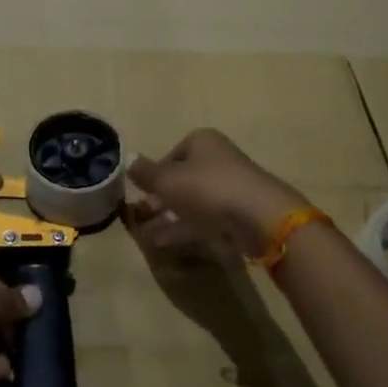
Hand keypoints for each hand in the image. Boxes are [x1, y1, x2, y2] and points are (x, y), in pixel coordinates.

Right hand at [127, 128, 309, 258]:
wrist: (260, 217)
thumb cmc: (208, 188)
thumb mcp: (168, 180)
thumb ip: (145, 173)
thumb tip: (127, 158)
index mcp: (201, 141)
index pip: (170, 155)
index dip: (154, 175)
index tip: (142, 194)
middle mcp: (217, 159)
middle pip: (182, 178)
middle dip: (160, 199)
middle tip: (141, 217)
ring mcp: (230, 187)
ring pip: (192, 201)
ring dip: (169, 217)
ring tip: (147, 237)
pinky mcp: (239, 213)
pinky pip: (205, 219)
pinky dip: (185, 229)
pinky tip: (165, 244)